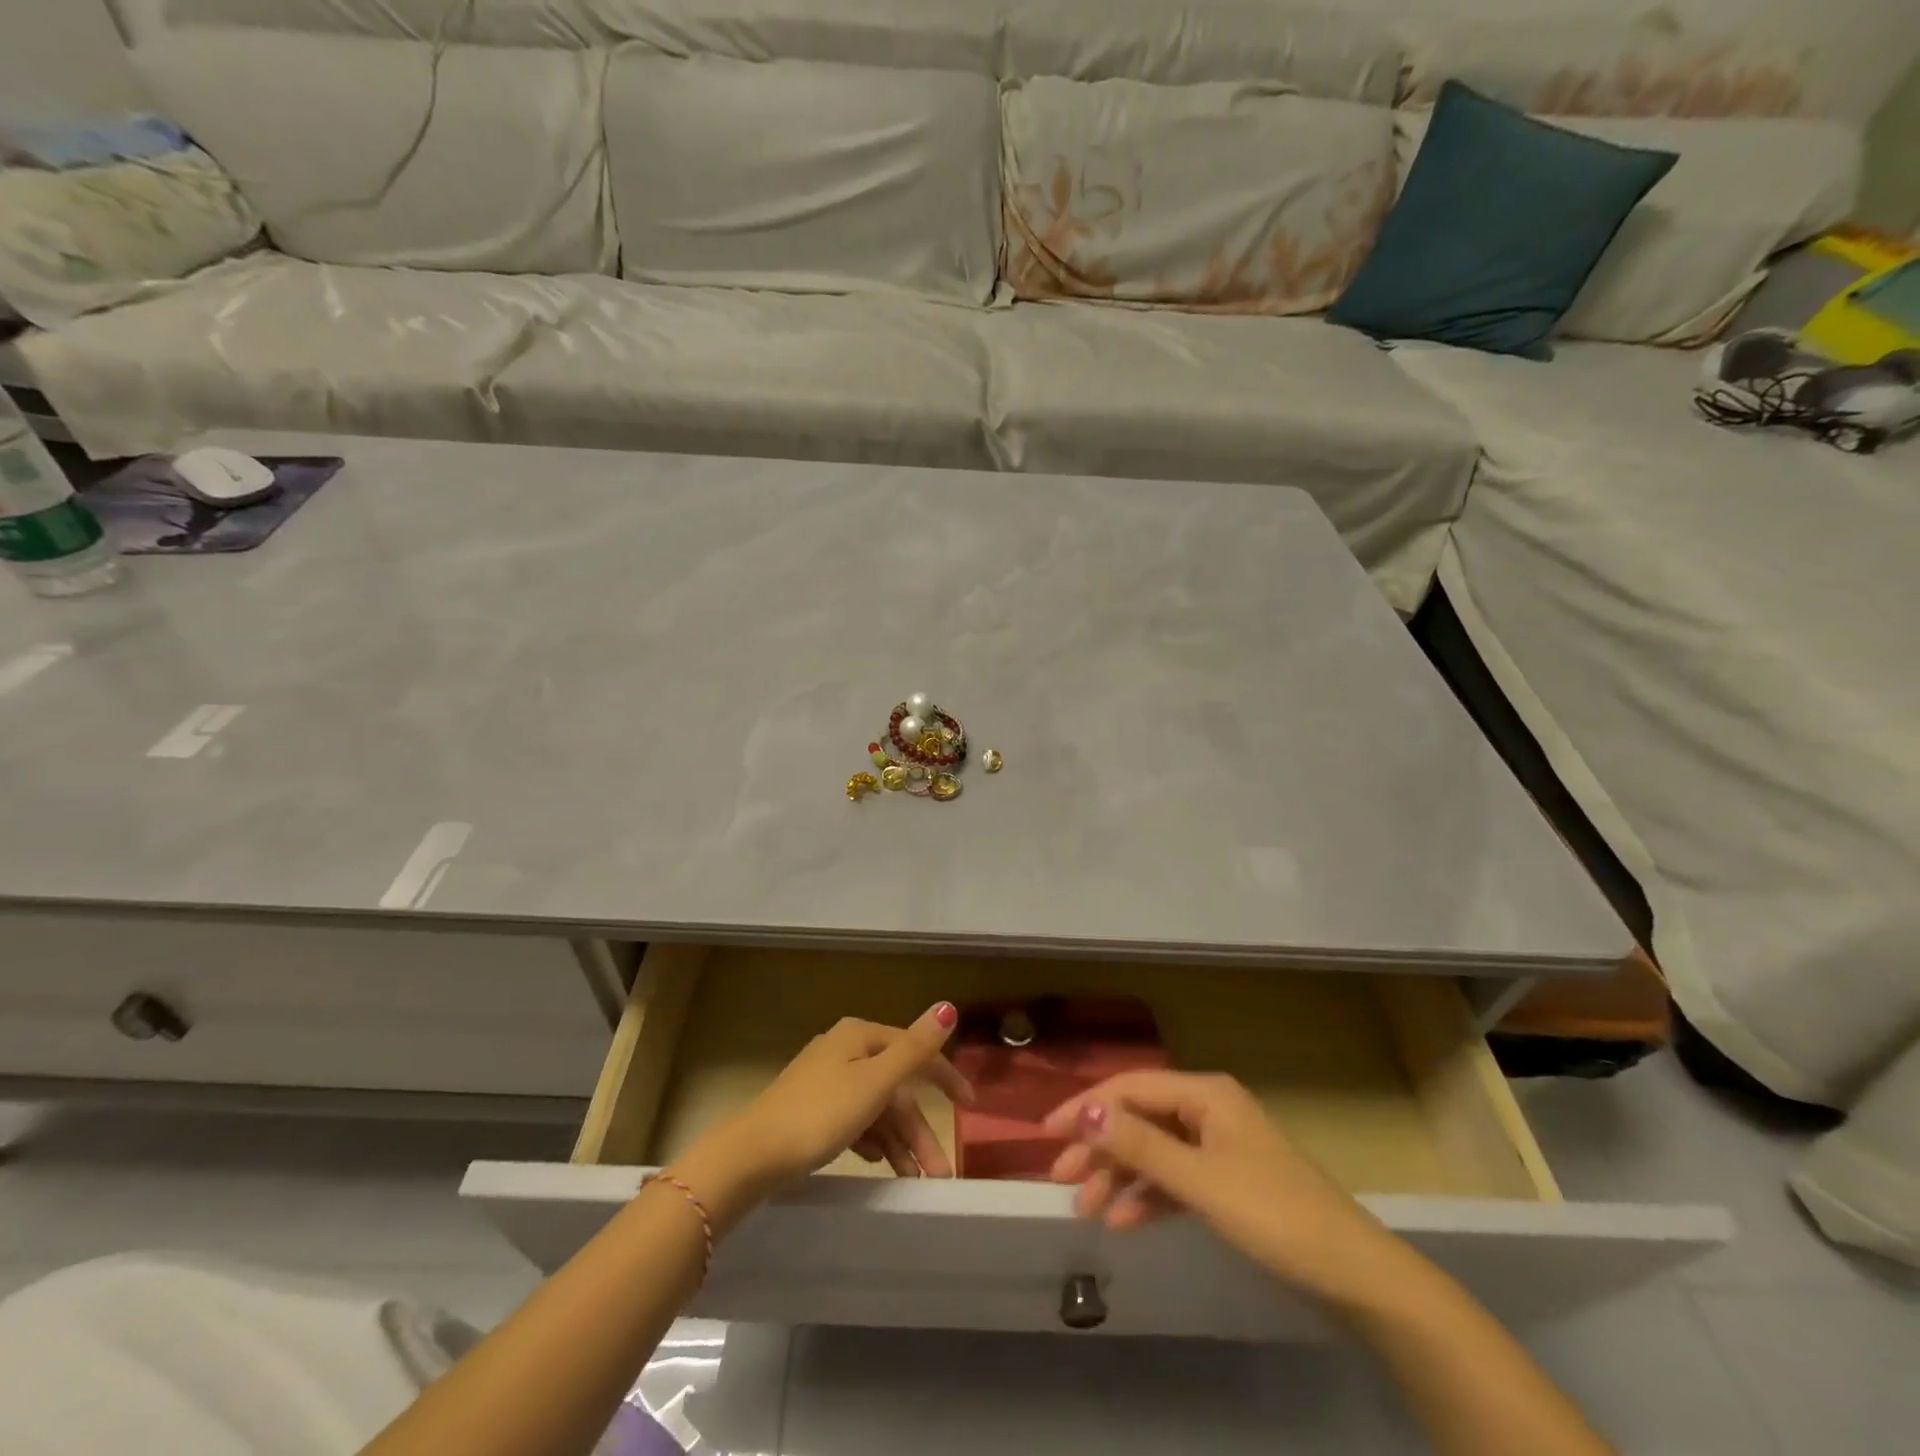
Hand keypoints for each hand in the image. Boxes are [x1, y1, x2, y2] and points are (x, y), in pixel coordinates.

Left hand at [671, 1003, 972, 1227]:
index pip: (914, 1051)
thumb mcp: (875, 1082)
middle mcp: (844, 1049)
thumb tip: (949, 1006)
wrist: (751, 1156)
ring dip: (898, 1141)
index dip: (944, 1077)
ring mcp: (825, 1079)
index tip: (970, 1107)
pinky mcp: (811, 1108)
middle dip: (918, 1129)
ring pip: (876, 1107)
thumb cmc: (820, 1115)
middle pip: (895, 1086)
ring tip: (914, 1179)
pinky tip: (877, 1162)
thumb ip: (915, 1048)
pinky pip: (855, 1120)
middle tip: (937, 1173)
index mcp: (860, 1036)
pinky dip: (872, 1140)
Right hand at [1045, 1071, 1397, 1302]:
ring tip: (1086, 1208)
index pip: (1130, 1088)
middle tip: (1062, 1180)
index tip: (1047, 1134)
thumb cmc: (1272, 1214)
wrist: (1351, 1273)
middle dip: (1099, 1146)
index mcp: (1204, 1094)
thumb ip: (1140, 1145)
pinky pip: (1174, 1178)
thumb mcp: (1199, 1180)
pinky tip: (1123, 1220)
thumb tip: (1085, 1112)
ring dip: (1119, 1175)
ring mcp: (1218, 1145)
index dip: (1086, 1107)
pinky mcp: (1226, 1180)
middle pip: (1138, 1118)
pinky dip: (1147, 1195)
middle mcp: (1207, 1109)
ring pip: (1153, 1150)